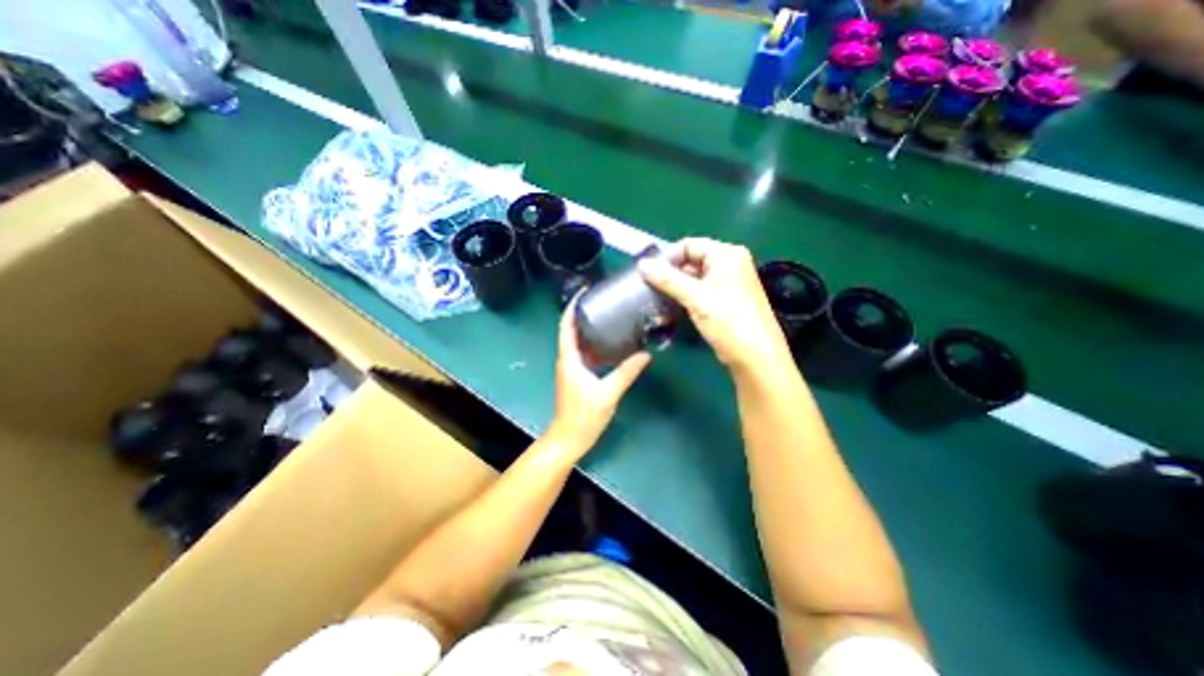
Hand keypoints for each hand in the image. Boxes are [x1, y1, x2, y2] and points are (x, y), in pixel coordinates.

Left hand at [549, 297, 654, 457]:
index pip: (566, 326)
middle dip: (583, 313)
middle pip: (571, 330)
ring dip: (589, 328)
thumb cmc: (584, 416)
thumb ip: (626, 372)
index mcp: (569, 359)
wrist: (569, 438)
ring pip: (578, 341)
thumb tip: (646, 354)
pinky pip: (584, 353)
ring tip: (608, 316)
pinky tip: (611, 343)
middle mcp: (567, 359)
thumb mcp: (608, 393)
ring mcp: (571, 368)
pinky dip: (594, 344)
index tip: (585, 292)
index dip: (572, 307)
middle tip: (603, 301)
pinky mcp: (577, 376)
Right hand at [632, 237, 795, 373]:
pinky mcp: (723, 302)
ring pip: (692, 280)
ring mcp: (726, 284)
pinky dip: (683, 300)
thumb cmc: (728, 320)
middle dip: (669, 276)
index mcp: (726, 254)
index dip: (668, 258)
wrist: (755, 356)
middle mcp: (728, 264)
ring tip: (654, 303)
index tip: (648, 273)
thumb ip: (668, 279)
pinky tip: (667, 312)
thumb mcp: (696, 297)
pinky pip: (698, 294)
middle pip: (690, 262)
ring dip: (674, 291)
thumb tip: (642, 264)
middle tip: (648, 290)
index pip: (689, 245)